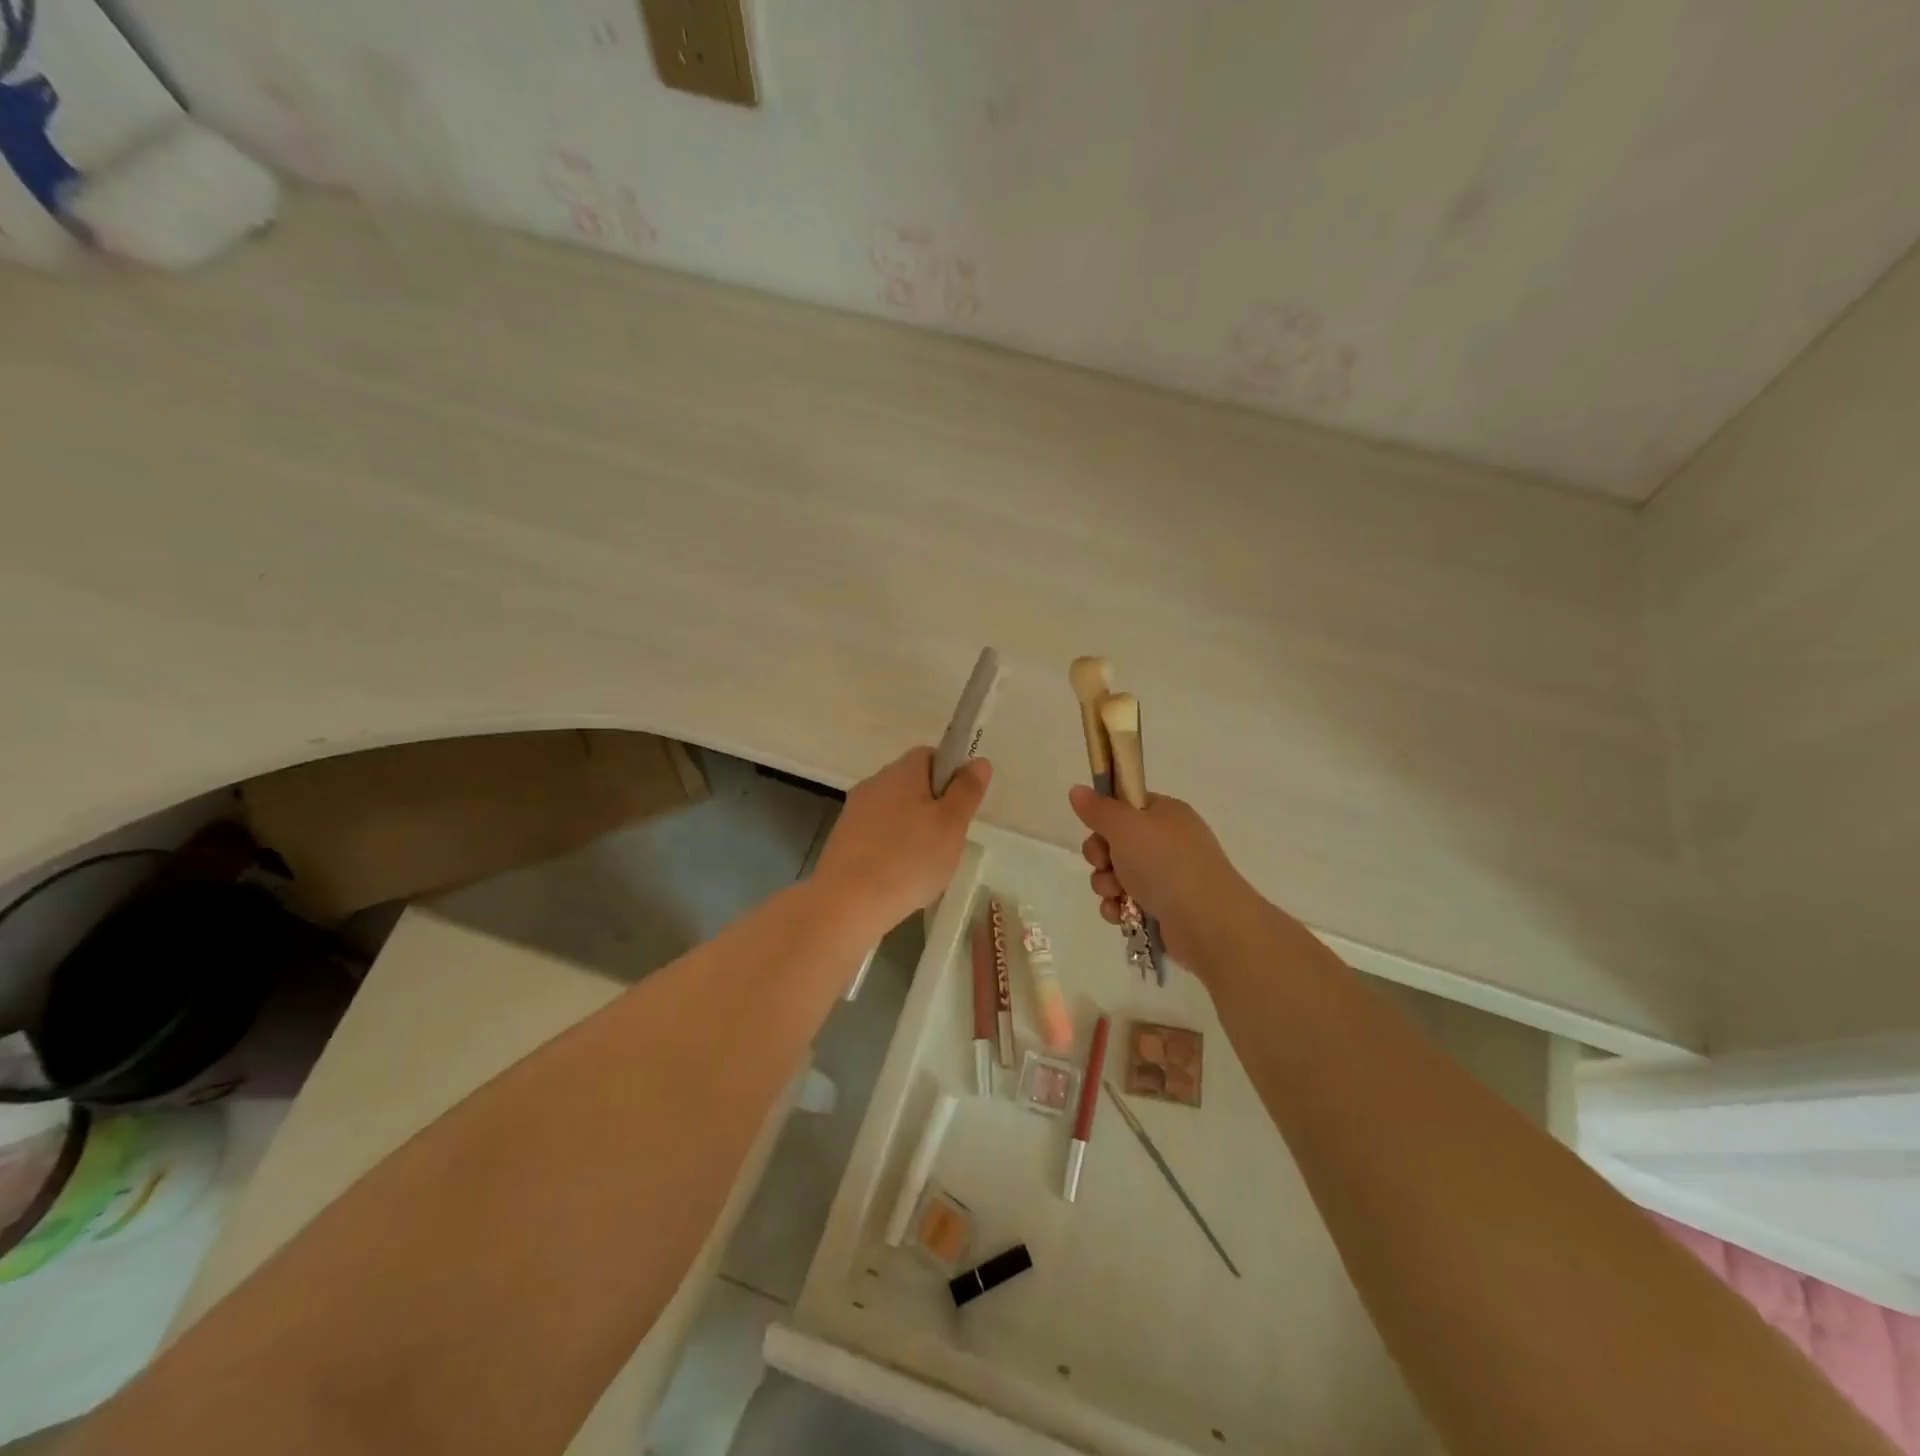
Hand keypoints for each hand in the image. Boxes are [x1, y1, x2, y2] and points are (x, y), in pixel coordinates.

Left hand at [816, 748, 990, 936]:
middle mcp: (875, 783)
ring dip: (912, 829)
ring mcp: (854, 811)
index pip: (931, 755)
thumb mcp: (951, 824)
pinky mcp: (843, 839)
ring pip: (894, 811)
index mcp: (902, 772)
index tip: (961, 806)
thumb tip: (978, 761)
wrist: (848, 902)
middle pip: (911, 784)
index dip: (951, 775)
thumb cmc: (909, 859)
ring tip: (925, 864)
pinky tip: (900, 876)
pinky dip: (892, 848)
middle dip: (933, 806)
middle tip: (948, 839)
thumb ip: (967, 790)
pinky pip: (877, 834)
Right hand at [1068, 784, 1256, 974]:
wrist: (1206, 920)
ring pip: (1117, 875)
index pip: (1126, 806)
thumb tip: (1076, 789)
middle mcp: (1167, 842)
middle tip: (1104, 863)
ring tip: (1116, 894)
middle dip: (1100, 856)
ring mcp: (1167, 877)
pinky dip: (1118, 908)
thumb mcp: (1125, 825)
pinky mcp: (1163, 909)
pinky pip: (1126, 902)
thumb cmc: (1164, 862)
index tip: (1096, 828)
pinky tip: (1120, 914)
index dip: (1105, 818)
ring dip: (1106, 884)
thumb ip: (1098, 809)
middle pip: (1115, 842)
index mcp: (1165, 814)